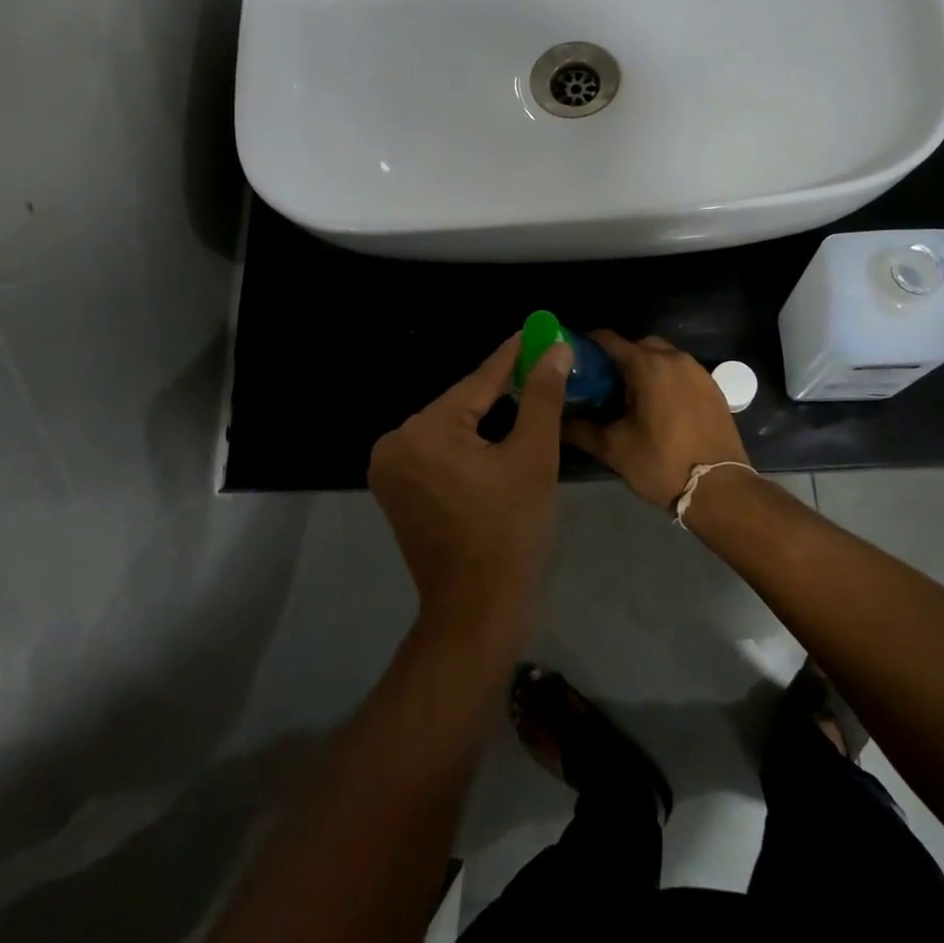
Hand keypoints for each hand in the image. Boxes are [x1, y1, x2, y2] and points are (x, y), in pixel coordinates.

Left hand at [368, 334, 573, 640]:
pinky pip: (437, 451)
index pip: (477, 382)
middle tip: (539, 370)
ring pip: (449, 428)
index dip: (512, 357)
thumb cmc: (511, 532)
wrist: (477, 610)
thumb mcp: (533, 458)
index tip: (536, 332)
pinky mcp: (394, 489)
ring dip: (483, 418)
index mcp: (424, 431)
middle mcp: (396, 442)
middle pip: (460, 405)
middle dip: (500, 391)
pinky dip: (465, 444)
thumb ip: (542, 398)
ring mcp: (389, 468)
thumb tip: (554, 350)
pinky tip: (494, 440)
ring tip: (525, 400)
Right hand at [564, 332, 749, 509]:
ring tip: (627, 397)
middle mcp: (674, 359)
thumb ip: (580, 429)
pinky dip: (665, 380)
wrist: (720, 489)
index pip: (608, 340)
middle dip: (617, 358)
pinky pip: (681, 372)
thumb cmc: (661, 464)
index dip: (587, 345)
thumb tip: (555, 421)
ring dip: (643, 368)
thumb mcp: (613, 448)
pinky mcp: (713, 388)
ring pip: (662, 357)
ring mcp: (698, 372)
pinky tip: (656, 407)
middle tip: (600, 384)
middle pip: (637, 345)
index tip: (571, 359)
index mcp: (647, 366)